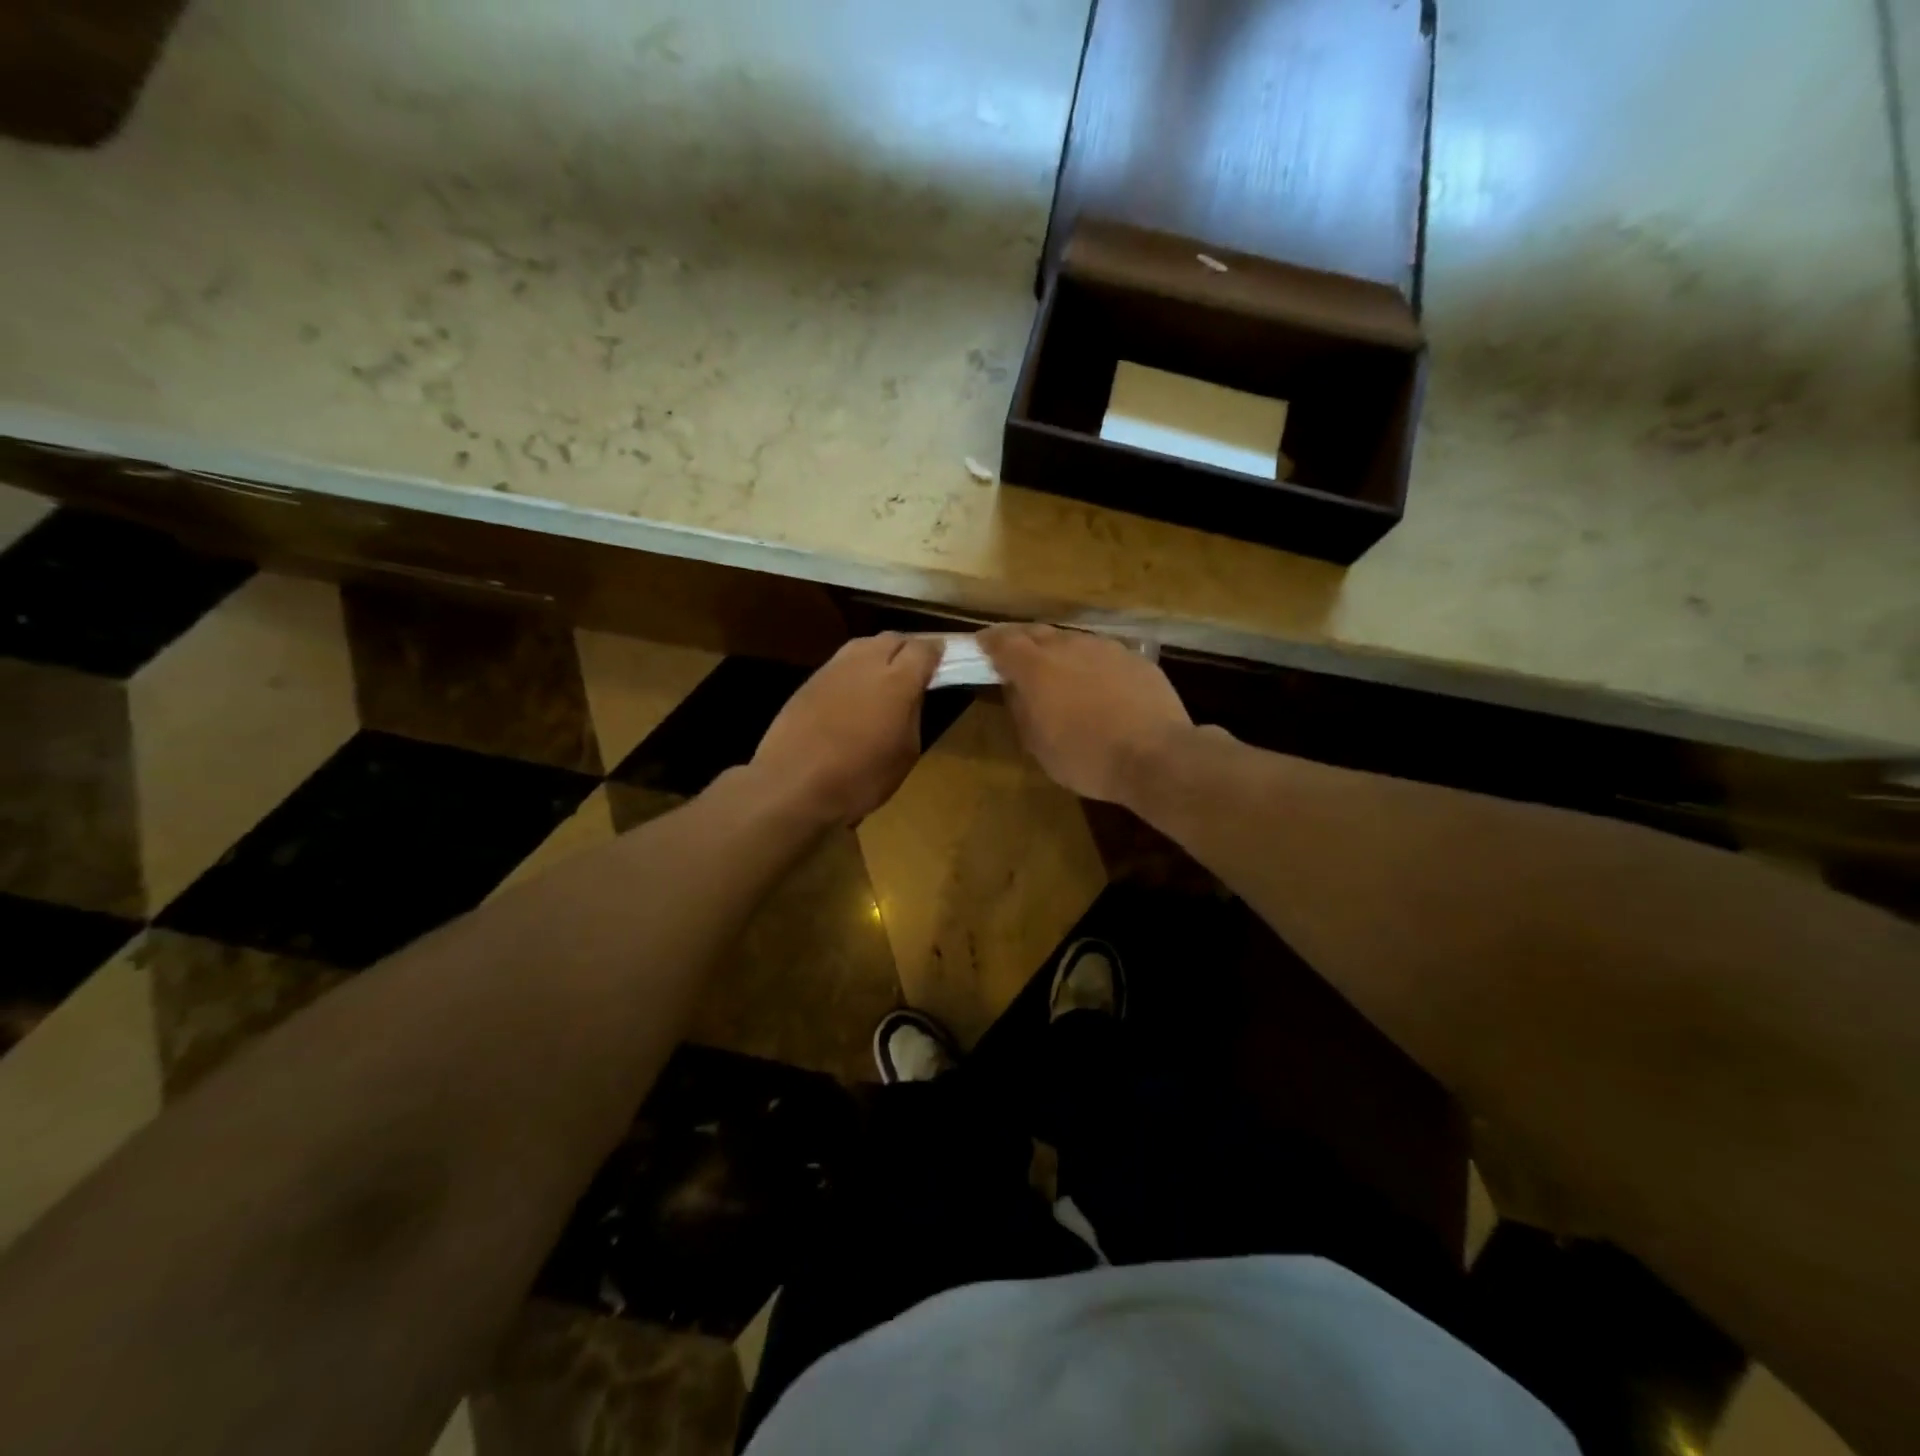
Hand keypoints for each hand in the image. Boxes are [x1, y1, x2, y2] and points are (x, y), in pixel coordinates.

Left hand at [750, 633, 939, 825]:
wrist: (791, 785)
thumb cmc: (859, 778)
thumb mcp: (904, 754)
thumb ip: (913, 715)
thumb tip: (913, 696)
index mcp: (898, 681)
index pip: (924, 648)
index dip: (937, 653)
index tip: (944, 663)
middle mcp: (866, 663)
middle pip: (893, 639)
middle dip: (908, 649)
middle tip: (916, 670)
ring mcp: (833, 669)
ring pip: (864, 645)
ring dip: (879, 654)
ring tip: (885, 677)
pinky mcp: (809, 681)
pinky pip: (841, 663)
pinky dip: (855, 669)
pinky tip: (855, 692)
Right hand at [979, 624, 1193, 803]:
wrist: (1156, 756)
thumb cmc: (1087, 757)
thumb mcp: (1039, 745)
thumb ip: (1021, 710)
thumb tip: (1015, 689)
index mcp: (1036, 667)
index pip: (1003, 641)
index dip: (989, 642)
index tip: (981, 646)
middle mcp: (1068, 646)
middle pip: (1037, 632)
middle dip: (1021, 641)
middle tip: (1014, 656)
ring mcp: (1105, 648)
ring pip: (1072, 640)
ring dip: (1057, 650)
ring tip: (1056, 670)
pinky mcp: (1134, 658)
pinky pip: (1101, 653)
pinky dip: (1089, 662)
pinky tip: (1096, 684)